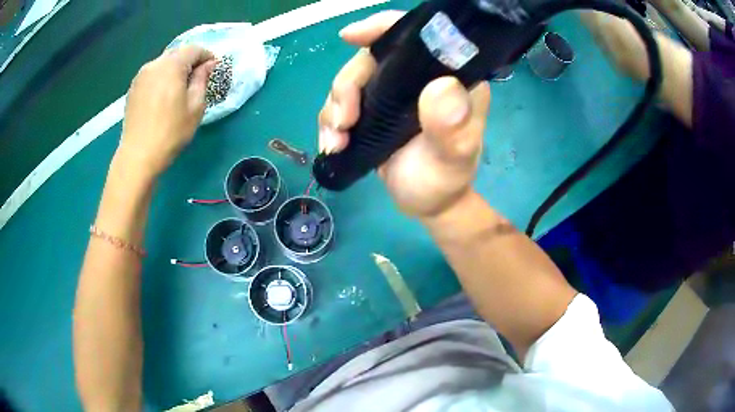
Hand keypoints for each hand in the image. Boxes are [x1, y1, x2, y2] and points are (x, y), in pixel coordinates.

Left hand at [118, 45, 216, 177]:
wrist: (138, 155)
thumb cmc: (171, 132)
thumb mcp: (195, 107)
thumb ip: (202, 80)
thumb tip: (207, 64)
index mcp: (172, 66)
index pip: (194, 49)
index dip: (206, 55)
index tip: (213, 68)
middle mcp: (154, 64)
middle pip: (177, 53)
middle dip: (190, 61)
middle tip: (197, 77)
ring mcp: (141, 76)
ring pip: (163, 63)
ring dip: (174, 69)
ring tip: (180, 87)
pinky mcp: (133, 88)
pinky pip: (152, 75)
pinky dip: (162, 78)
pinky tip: (163, 95)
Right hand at [318, 12, 490, 217]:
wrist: (426, 204)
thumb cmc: (444, 181)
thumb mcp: (452, 159)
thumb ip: (452, 127)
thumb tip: (441, 87)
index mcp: (448, 77)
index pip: (417, 36)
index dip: (382, 27)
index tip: (351, 37)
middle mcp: (420, 77)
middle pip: (371, 58)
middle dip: (347, 86)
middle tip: (343, 122)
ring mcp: (394, 92)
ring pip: (350, 81)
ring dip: (333, 109)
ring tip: (335, 142)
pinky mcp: (374, 109)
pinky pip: (341, 103)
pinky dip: (329, 122)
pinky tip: (332, 144)